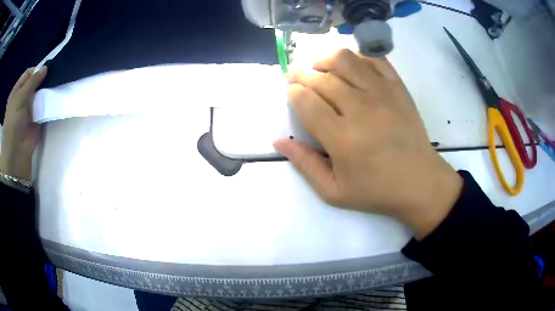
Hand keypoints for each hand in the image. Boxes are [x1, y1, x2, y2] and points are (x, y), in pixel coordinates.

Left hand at [0, 67, 46, 180]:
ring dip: (46, 90)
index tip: (46, 70)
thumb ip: (32, 81)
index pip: (28, 74)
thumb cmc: (14, 122)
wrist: (17, 152)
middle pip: (34, 83)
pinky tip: (55, 97)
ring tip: (56, 85)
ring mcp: (29, 109)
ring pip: (39, 94)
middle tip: (53, 76)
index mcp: (17, 92)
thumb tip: (46, 67)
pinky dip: (48, 102)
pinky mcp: (37, 119)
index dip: (36, 70)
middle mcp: (22, 98)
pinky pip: (43, 106)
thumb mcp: (20, 97)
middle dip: (43, 80)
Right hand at [274, 50, 461, 239]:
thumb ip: (304, 165)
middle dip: (301, 74)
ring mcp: (382, 93)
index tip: (292, 94)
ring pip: (345, 60)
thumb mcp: (334, 191)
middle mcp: (360, 109)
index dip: (292, 93)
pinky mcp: (398, 87)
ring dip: (326, 60)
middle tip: (297, 78)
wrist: (420, 182)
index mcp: (342, 138)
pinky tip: (351, 67)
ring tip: (321, 68)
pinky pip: (373, 59)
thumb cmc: (377, 190)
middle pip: (321, 78)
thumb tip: (279, 141)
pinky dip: (357, 57)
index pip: (305, 101)